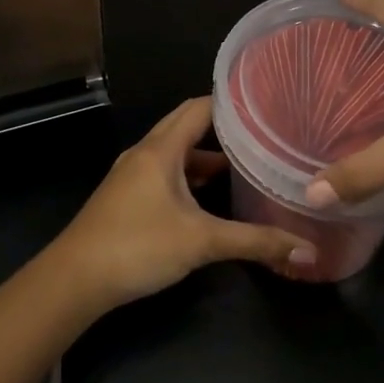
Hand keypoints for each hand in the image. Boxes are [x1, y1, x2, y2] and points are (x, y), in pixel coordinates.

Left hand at [50, 97, 313, 307]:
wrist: (75, 279)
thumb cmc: (138, 246)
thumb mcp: (202, 243)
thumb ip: (255, 242)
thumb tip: (308, 251)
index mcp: (161, 149)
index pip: (200, 108)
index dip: (232, 103)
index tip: (267, 105)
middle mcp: (145, 153)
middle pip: (186, 126)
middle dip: (223, 128)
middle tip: (262, 132)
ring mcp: (132, 175)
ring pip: (175, 153)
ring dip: (206, 157)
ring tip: (246, 165)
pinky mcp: (127, 196)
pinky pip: (164, 173)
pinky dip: (189, 177)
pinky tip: (210, 198)